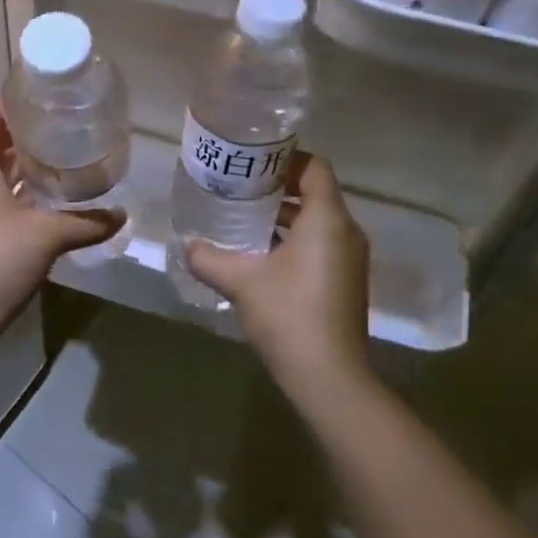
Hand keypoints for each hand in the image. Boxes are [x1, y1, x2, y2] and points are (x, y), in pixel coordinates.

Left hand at [0, 90, 122, 359]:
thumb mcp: (47, 237)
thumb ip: (87, 222)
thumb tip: (123, 215)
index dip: (13, 98)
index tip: (49, 105)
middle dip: (24, 129)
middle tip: (64, 130)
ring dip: (18, 159)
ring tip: (59, 160)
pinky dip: (10, 185)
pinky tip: (41, 200)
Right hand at [186, 155, 372, 410]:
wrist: (330, 378)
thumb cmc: (289, 314)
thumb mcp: (241, 281)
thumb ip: (210, 258)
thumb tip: (187, 245)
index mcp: (327, 219)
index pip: (314, 167)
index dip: (285, 160)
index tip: (252, 166)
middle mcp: (346, 232)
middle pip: (315, 192)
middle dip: (278, 189)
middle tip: (240, 190)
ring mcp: (351, 259)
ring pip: (318, 221)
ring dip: (285, 217)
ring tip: (245, 221)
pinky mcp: (347, 282)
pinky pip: (322, 244)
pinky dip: (295, 241)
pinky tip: (262, 257)